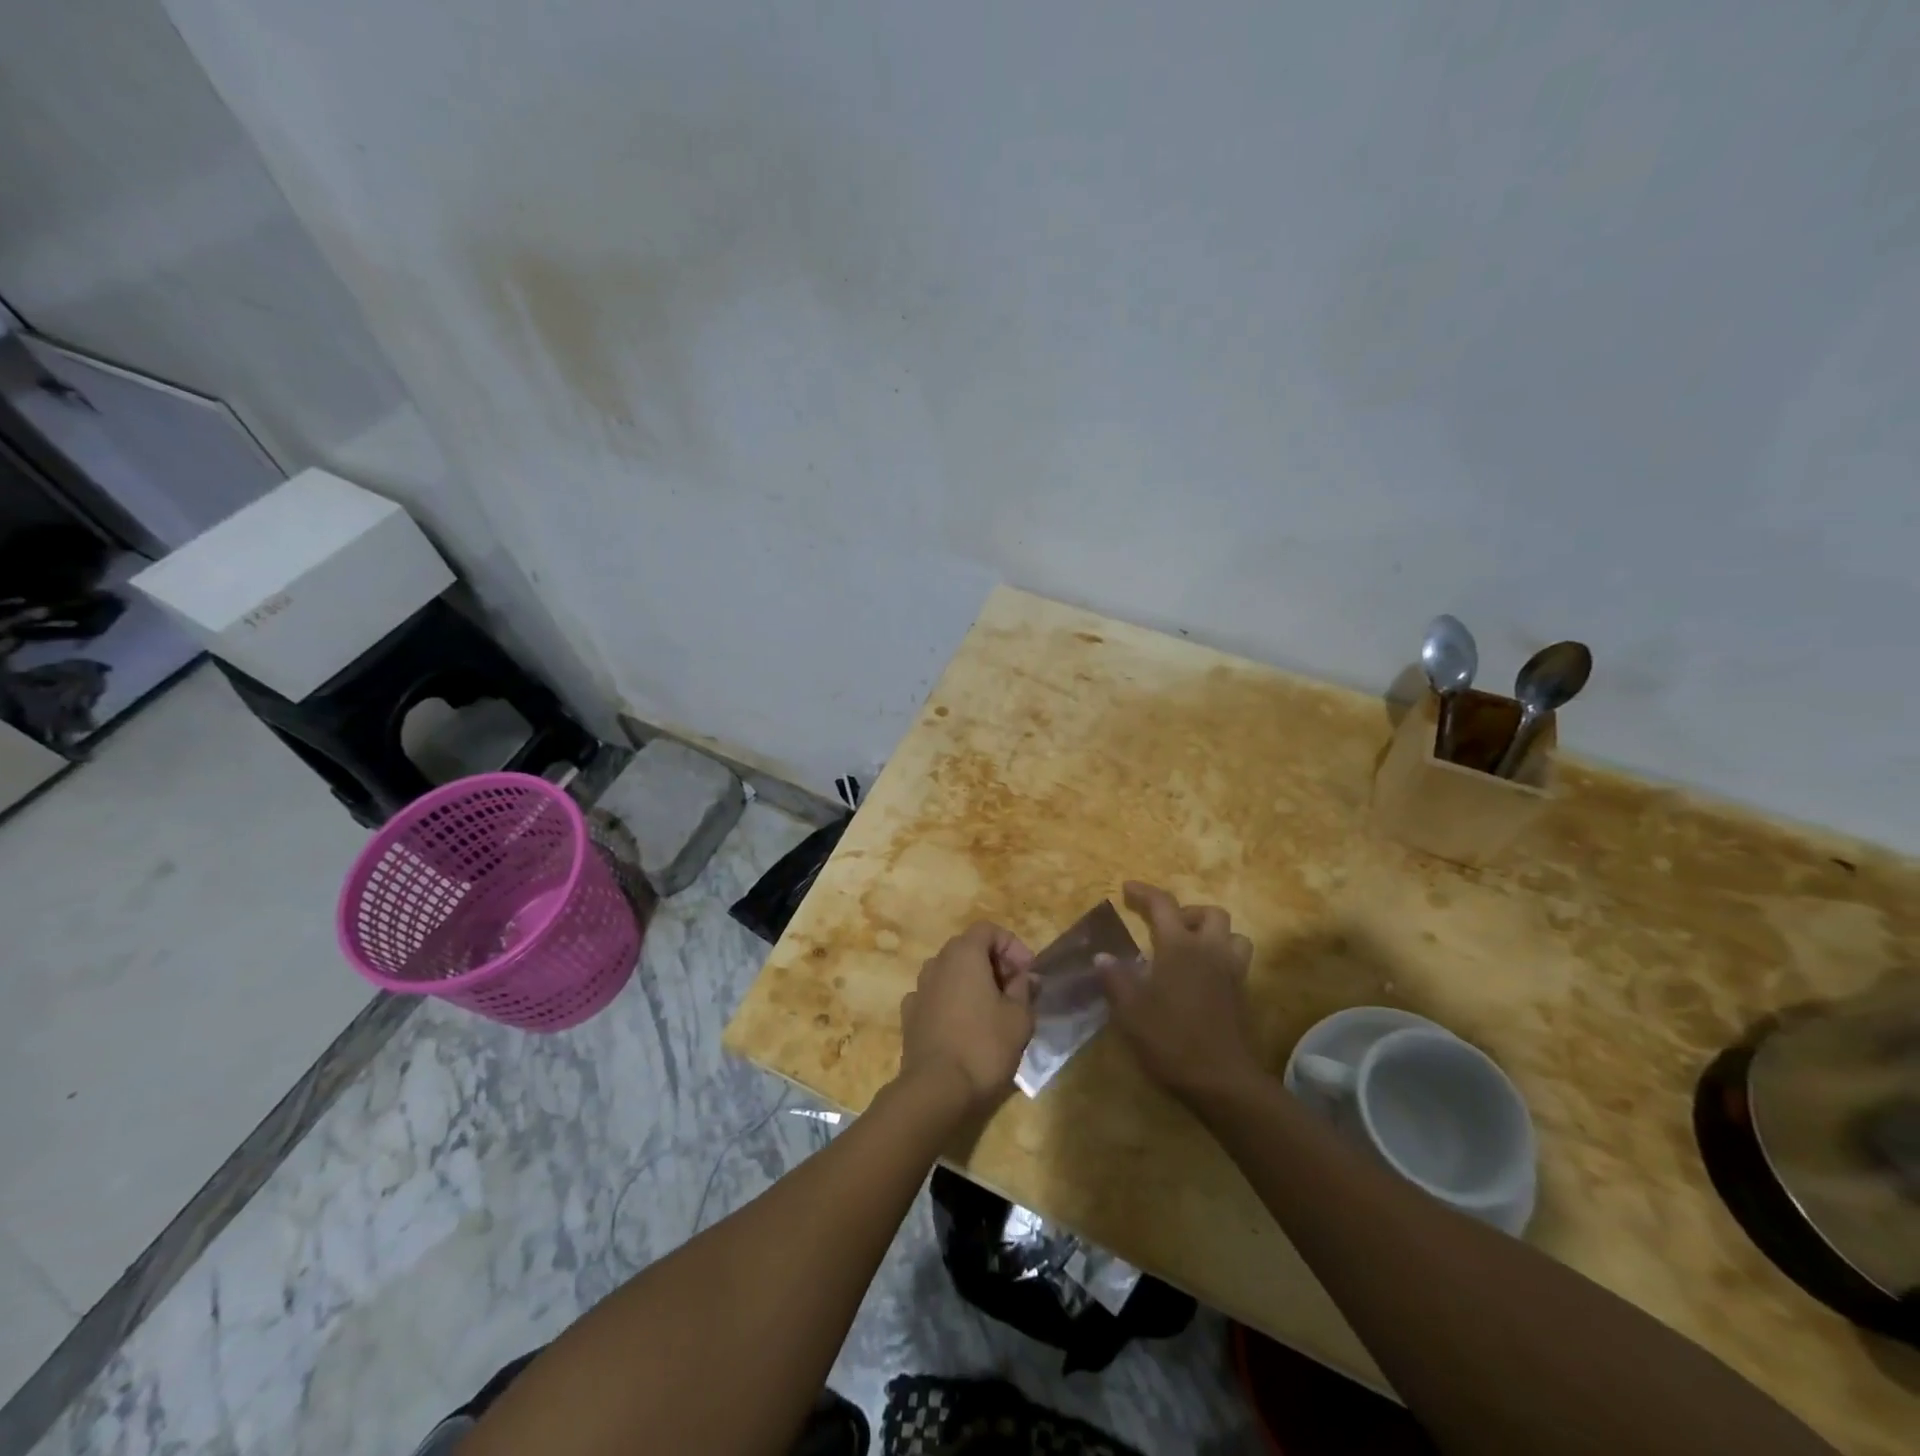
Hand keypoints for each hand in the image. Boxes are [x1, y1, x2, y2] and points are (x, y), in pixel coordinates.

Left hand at [898, 922, 1035, 1112]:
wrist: (935, 1089)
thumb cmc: (984, 1046)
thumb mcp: (1019, 1017)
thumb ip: (1024, 989)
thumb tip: (1024, 978)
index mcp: (963, 954)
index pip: (988, 930)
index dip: (1012, 945)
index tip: (1028, 972)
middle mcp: (936, 963)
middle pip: (968, 949)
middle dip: (994, 963)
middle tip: (1016, 990)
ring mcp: (918, 989)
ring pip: (951, 973)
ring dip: (973, 982)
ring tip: (993, 1009)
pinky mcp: (910, 1016)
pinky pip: (937, 996)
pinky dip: (954, 1002)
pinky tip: (966, 1027)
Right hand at [1099, 881, 1260, 1107]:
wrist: (1221, 1080)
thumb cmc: (1170, 1039)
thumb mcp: (1130, 1010)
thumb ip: (1115, 978)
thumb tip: (1102, 956)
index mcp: (1179, 947)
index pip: (1163, 905)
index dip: (1144, 893)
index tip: (1127, 889)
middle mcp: (1209, 950)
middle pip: (1209, 913)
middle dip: (1186, 912)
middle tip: (1164, 928)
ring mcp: (1231, 972)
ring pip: (1232, 935)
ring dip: (1211, 933)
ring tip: (1189, 949)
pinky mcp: (1242, 995)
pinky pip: (1236, 961)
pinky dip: (1220, 958)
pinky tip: (1200, 978)